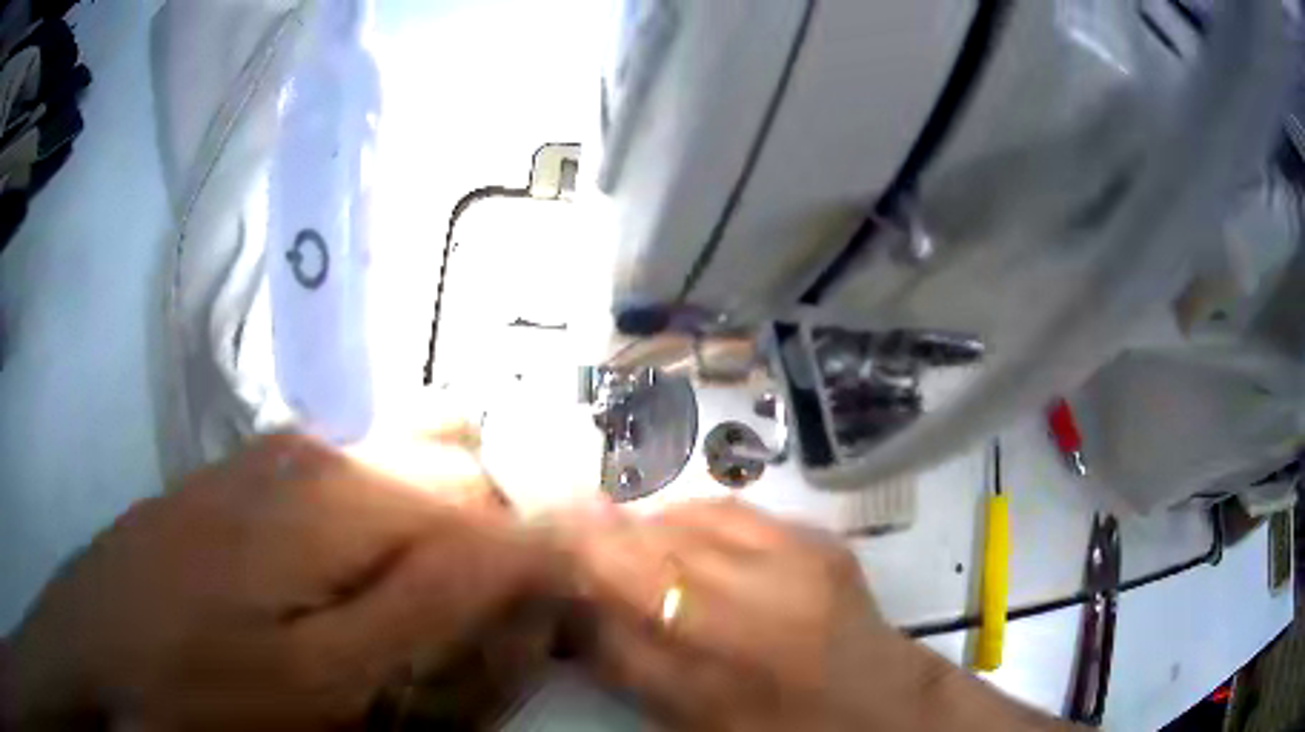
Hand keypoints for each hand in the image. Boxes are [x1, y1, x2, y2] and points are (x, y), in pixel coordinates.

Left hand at [3, 433, 553, 730]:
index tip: (542, 616)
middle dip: (489, 534)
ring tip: (418, 608)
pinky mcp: (248, 477)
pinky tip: (353, 582)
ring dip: (434, 531)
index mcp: (342, 490)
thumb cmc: (204, 683)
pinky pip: (348, 480)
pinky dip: (381, 527)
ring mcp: (276, 455)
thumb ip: (429, 603)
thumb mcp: (327, 677)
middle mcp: (318, 447)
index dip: (531, 552)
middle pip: (452, 460)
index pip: (487, 495)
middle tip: (478, 617)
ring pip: (400, 465)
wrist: (98, 645)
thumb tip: (526, 549)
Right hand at [562, 500, 937, 731]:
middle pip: (653, 532)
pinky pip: (738, 513)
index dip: (573, 542)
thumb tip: (570, 599)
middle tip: (586, 546)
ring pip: (691, 512)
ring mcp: (799, 550)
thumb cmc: (775, 728)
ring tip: (643, 552)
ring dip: (656, 527)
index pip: (618, 564)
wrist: (881, 710)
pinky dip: (702, 523)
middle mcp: (755, 581)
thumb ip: (620, 654)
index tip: (544, 537)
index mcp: (717, 643)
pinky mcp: (822, 537)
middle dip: (608, 534)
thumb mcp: (684, 713)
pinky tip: (696, 545)